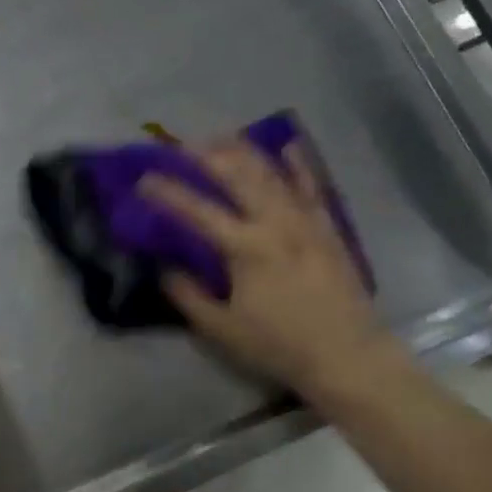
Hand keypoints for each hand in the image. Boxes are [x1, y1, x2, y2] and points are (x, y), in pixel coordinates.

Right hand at [139, 142, 394, 399]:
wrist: (347, 354)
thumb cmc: (280, 346)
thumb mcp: (222, 330)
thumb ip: (189, 296)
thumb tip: (164, 269)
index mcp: (245, 247)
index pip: (197, 211)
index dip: (167, 193)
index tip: (143, 179)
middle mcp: (275, 222)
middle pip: (236, 176)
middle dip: (206, 156)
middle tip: (182, 145)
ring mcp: (305, 219)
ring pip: (272, 173)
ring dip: (244, 151)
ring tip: (222, 137)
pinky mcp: (327, 226)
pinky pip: (312, 185)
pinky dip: (299, 164)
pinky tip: (288, 146)